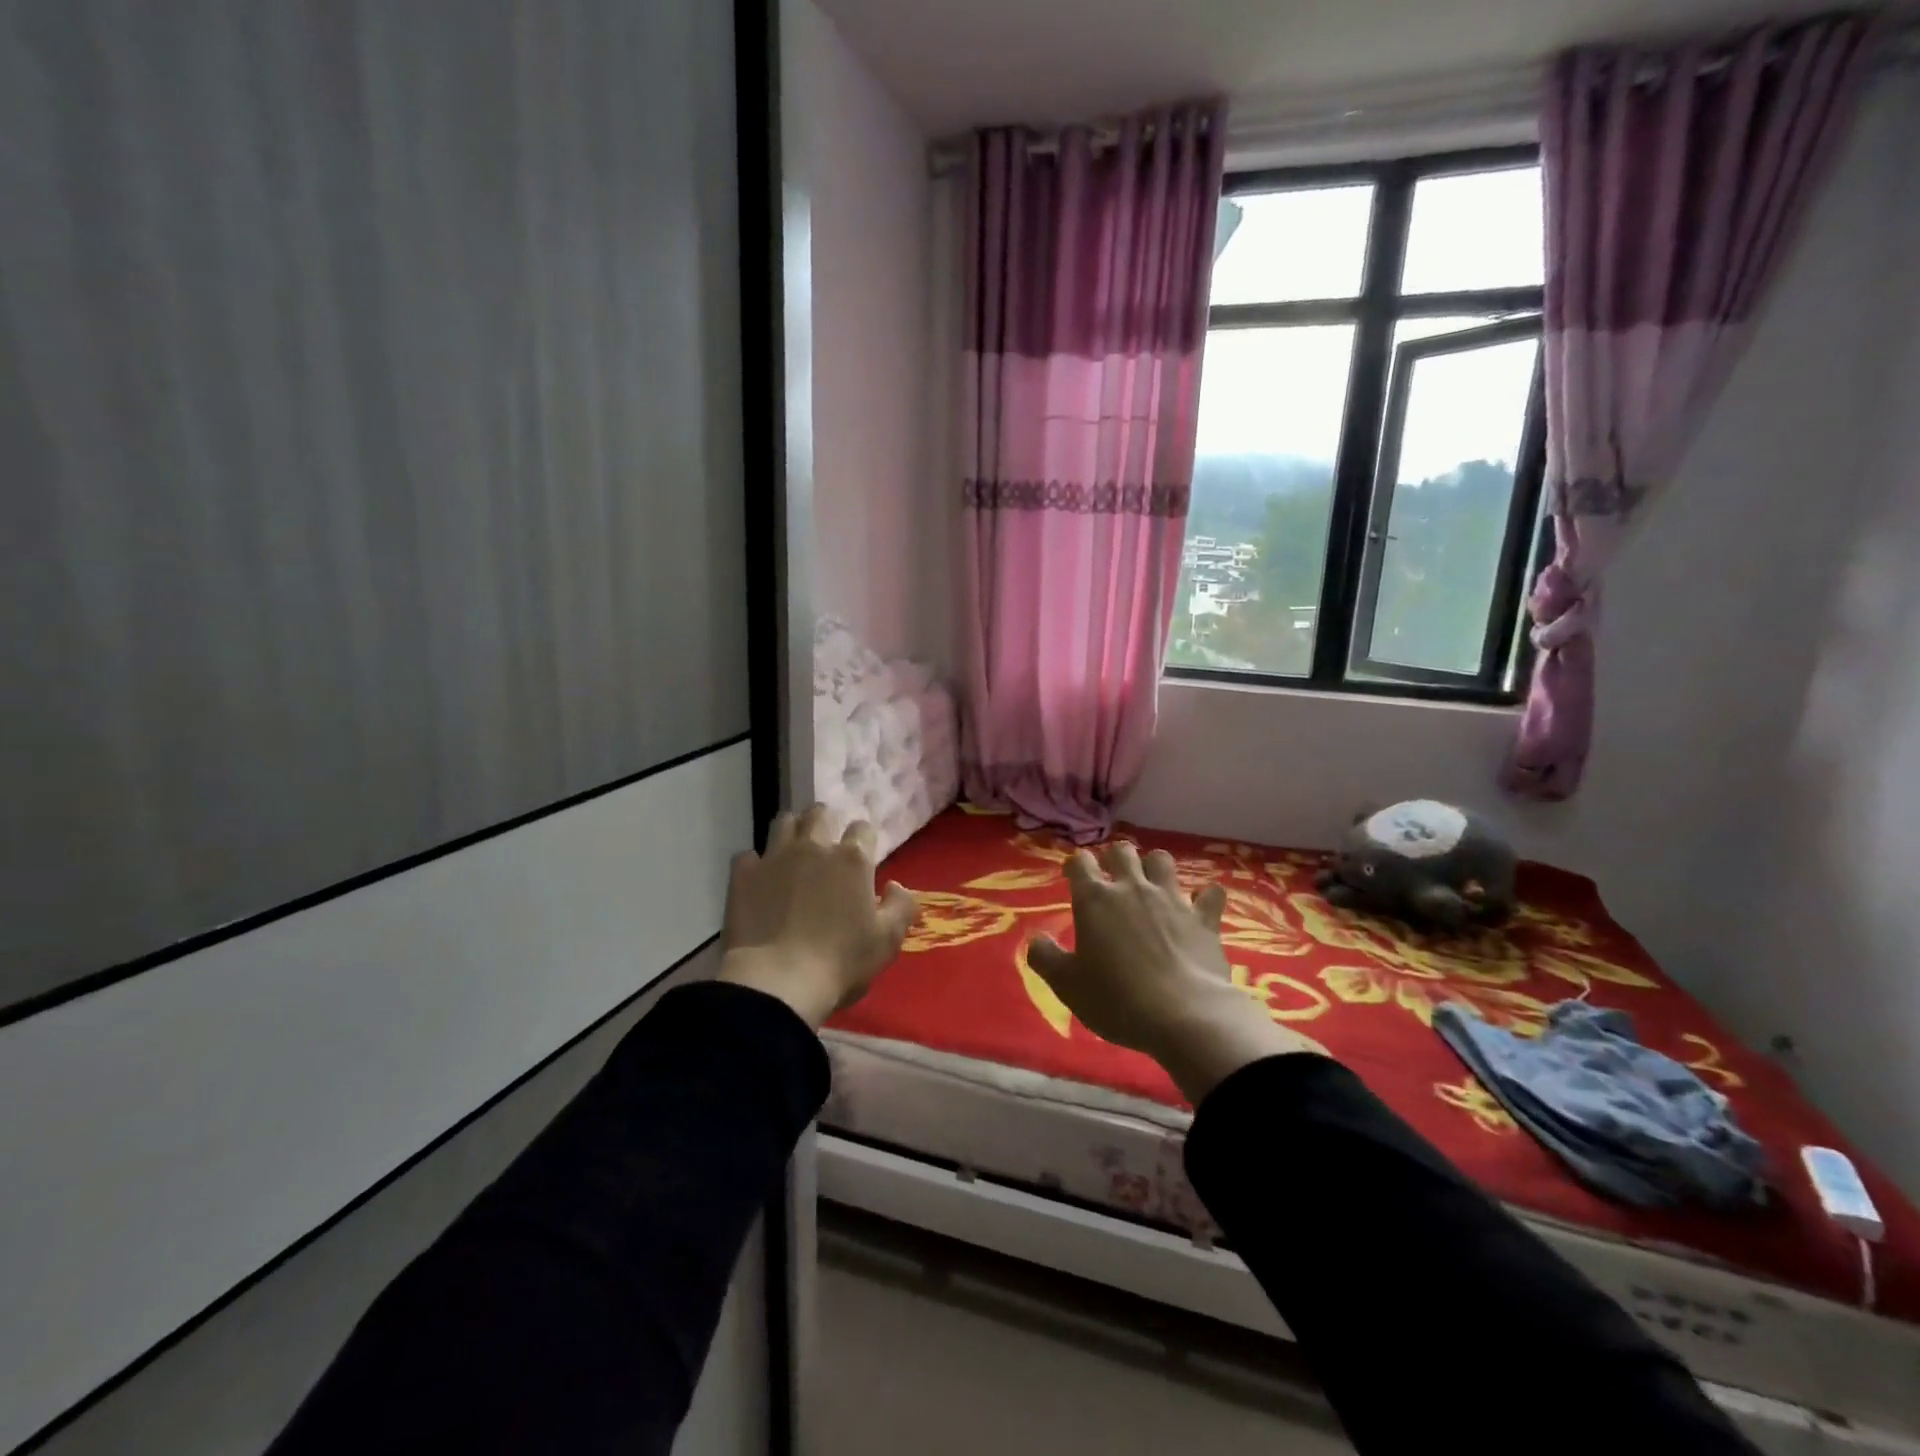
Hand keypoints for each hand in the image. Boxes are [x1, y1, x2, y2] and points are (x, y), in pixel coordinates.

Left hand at [716, 804, 916, 1028]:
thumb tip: (895, 885)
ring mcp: (775, 857)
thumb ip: (901, 906)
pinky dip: (756, 864)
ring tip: (794, 853)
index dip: (865, 839)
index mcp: (852, 859)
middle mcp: (814, 847)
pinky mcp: (743, 875)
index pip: (863, 828)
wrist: (777, 982)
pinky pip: (748, 855)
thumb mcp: (888, 940)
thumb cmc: (841, 962)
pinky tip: (760, 881)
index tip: (863, 857)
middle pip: (820, 813)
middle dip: (826, 823)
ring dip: (792, 831)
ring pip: (784, 822)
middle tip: (826, 846)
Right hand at [1027, 843, 1324, 1103]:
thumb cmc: (1117, 999)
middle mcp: (1133, 888)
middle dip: (1114, 858)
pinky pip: (1209, 894)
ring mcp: (1172, 899)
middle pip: (1122, 850)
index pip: (1080, 861)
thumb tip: (1036, 940)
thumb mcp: (1067, 985)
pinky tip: (1199, 907)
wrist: (1185, 1015)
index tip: (1072, 877)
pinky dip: (1204, 897)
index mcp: (1095, 899)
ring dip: (1154, 867)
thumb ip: (1045, 958)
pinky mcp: (1204, 918)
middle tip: (1111, 877)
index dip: (1075, 865)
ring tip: (1151, 884)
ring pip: (1162, 860)